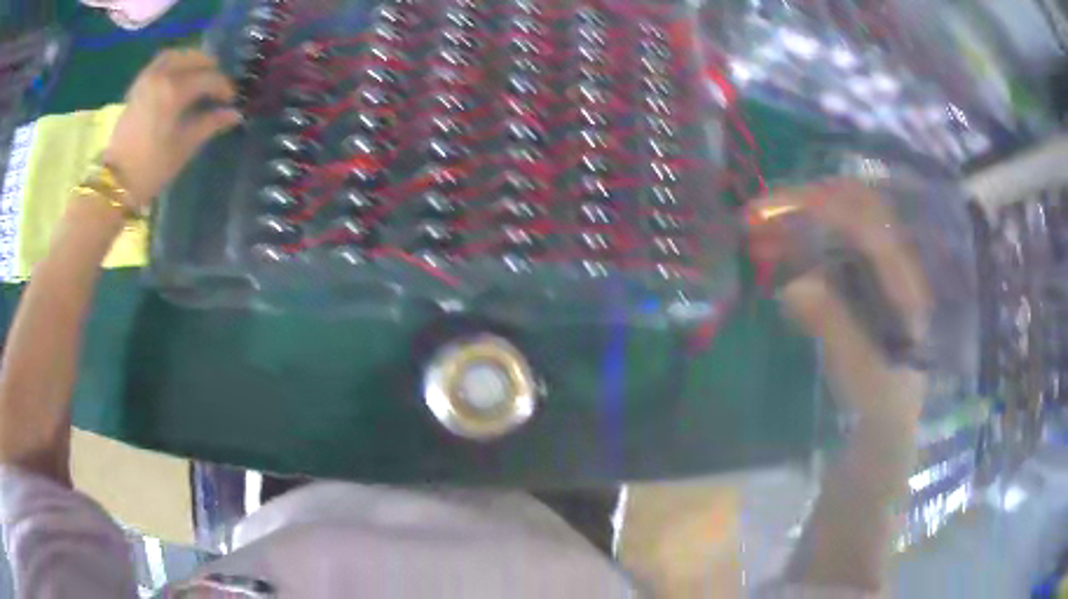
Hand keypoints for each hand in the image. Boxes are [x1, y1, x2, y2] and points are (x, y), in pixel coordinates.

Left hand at [102, 48, 241, 207]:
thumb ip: (210, 124)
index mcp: (175, 92)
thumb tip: (234, 114)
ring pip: (176, 55)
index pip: (209, 78)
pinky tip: (178, 75)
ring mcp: (147, 78)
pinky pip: (160, 62)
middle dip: (210, 69)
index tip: (231, 100)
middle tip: (217, 85)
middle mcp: (162, 76)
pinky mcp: (138, 86)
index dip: (223, 87)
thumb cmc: (151, 169)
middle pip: (194, 59)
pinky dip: (173, 62)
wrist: (115, 182)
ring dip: (191, 60)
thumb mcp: (183, 148)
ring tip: (199, 74)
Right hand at [748, 179, 931, 427]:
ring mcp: (878, 270)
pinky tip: (773, 253)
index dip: (823, 208)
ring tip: (755, 233)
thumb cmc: (879, 401)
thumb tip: (794, 286)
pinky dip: (799, 241)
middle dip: (807, 202)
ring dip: (798, 220)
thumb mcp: (860, 373)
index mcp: (905, 283)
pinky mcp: (861, 279)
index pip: (868, 224)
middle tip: (760, 213)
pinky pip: (831, 245)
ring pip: (840, 222)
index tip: (773, 211)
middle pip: (856, 206)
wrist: (886, 421)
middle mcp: (894, 263)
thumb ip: (834, 328)